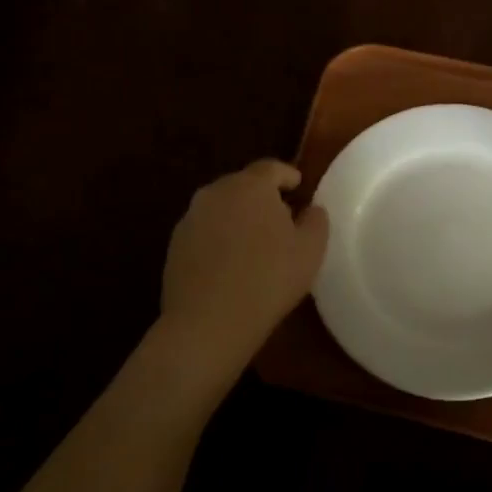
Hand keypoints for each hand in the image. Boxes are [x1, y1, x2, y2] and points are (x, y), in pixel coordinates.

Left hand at [158, 159, 329, 384]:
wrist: (207, 324)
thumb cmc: (268, 279)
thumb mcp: (310, 250)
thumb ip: (316, 220)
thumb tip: (311, 209)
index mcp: (250, 185)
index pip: (271, 168)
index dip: (287, 175)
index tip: (299, 188)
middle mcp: (216, 192)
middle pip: (244, 185)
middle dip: (263, 197)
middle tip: (281, 220)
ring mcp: (191, 218)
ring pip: (222, 208)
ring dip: (239, 217)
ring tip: (255, 244)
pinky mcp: (174, 245)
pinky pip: (205, 231)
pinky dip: (220, 238)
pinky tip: (230, 265)